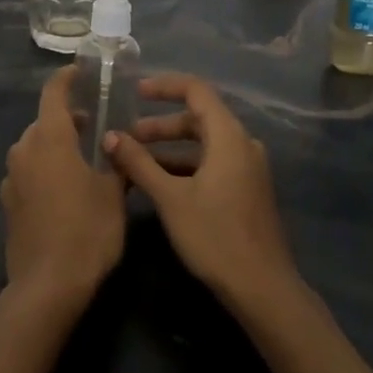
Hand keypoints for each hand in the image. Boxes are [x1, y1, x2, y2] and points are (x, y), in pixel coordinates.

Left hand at [0, 67, 126, 314]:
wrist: (47, 286)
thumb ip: (116, 161)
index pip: (54, 93)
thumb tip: (118, 143)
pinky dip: (44, 169)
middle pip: (44, 122)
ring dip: (55, 146)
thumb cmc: (87, 231)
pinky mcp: (7, 203)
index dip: (67, 79)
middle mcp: (24, 150)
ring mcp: (11, 178)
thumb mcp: (114, 193)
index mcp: (50, 139)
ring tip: (83, 160)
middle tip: (96, 128)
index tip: (82, 74)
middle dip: (68, 119)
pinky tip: (64, 190)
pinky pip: (27, 172)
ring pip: (34, 147)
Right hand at [104, 73, 301, 311]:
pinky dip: (186, 164)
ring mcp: (248, 167)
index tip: (135, 91)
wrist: (261, 287)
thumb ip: (139, 163)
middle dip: (161, 124)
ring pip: (205, 143)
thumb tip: (110, 137)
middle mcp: (242, 144)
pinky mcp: (247, 189)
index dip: (164, 86)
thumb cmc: (214, 236)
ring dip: (171, 147)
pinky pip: (213, 162)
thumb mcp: (170, 197)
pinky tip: (161, 183)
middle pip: (199, 118)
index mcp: (228, 136)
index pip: (196, 91)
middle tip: (128, 136)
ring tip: (137, 160)